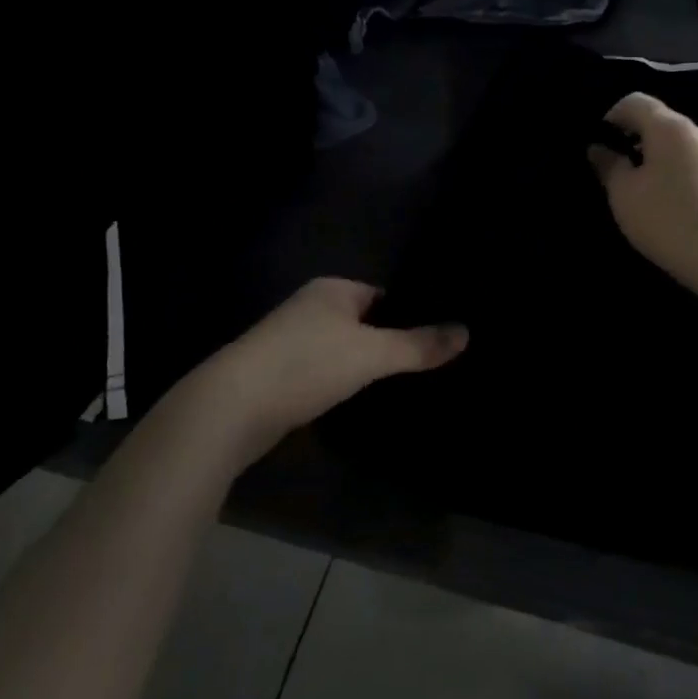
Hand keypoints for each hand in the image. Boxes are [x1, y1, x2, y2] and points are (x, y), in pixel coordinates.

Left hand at [171, 279, 467, 475]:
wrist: (231, 408)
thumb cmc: (305, 365)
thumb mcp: (371, 354)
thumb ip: (418, 345)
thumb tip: (466, 332)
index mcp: (332, 290)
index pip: (384, 294)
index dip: (411, 314)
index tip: (439, 337)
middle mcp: (310, 308)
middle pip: (365, 322)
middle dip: (391, 342)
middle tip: (429, 365)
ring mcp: (291, 341)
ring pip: (344, 349)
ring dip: (365, 365)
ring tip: (404, 385)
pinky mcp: (280, 374)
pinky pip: (325, 372)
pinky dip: (343, 383)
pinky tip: (362, 401)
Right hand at [588, 92, 697, 294]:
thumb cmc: (667, 219)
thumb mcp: (624, 194)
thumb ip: (608, 165)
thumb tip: (599, 148)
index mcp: (669, 126)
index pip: (634, 101)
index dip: (610, 116)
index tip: (597, 143)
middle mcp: (697, 131)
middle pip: (657, 121)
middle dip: (632, 138)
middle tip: (612, 169)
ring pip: (675, 144)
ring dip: (653, 157)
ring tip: (637, 188)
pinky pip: (690, 162)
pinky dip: (672, 171)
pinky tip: (664, 201)